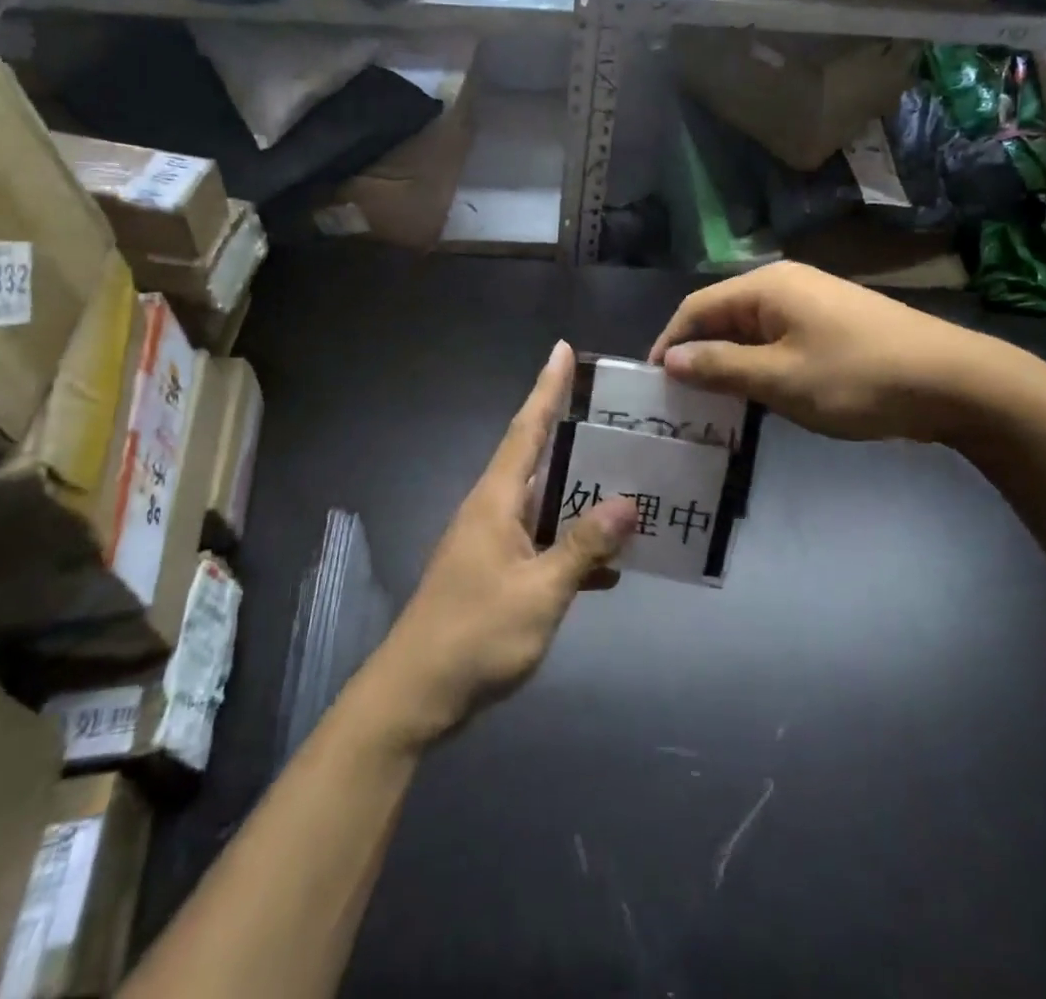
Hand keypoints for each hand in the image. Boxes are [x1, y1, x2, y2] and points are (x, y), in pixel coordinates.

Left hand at [365, 342, 634, 747]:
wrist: (416, 696)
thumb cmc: (475, 634)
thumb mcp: (540, 592)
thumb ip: (584, 547)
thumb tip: (629, 502)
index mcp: (496, 499)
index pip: (526, 428)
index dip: (546, 388)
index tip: (561, 349)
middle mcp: (492, 510)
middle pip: (538, 458)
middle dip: (574, 434)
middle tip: (619, 418)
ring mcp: (492, 543)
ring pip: (545, 503)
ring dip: (580, 494)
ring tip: (628, 481)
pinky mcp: (496, 573)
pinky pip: (542, 543)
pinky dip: (573, 546)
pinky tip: (609, 564)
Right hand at [648, 261, 1023, 443]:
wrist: (956, 382)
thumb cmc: (857, 377)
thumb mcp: (780, 378)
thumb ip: (720, 367)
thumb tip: (669, 359)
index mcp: (767, 286)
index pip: (697, 308)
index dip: (669, 342)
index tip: (651, 382)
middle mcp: (785, 285)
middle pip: (722, 316)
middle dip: (697, 355)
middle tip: (677, 399)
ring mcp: (813, 304)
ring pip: (751, 332)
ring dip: (728, 364)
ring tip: (710, 404)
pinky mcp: (833, 326)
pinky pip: (778, 341)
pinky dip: (759, 366)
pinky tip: (757, 397)